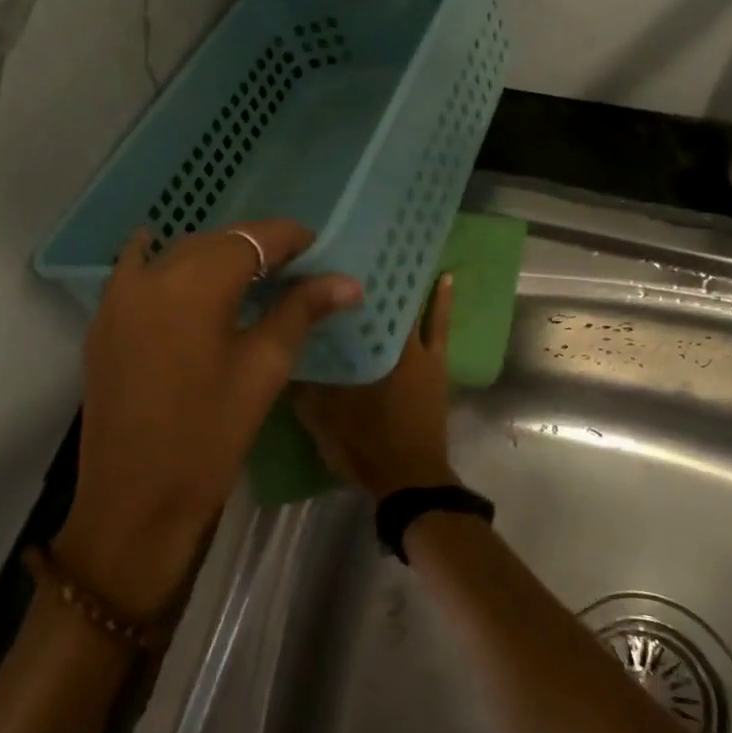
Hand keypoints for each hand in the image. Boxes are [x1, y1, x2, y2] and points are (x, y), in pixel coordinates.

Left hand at [56, 221, 360, 619]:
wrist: (134, 499)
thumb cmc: (209, 436)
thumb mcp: (262, 369)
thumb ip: (300, 312)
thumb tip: (347, 282)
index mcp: (195, 283)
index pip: (252, 238)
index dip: (288, 238)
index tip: (317, 249)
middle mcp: (153, 275)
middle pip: (213, 242)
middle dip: (254, 247)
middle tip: (291, 269)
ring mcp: (119, 296)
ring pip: (175, 254)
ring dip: (212, 256)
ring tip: (246, 277)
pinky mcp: (104, 321)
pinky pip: (135, 271)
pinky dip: (160, 260)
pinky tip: (172, 264)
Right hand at [295, 274, 457, 500]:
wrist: (409, 482)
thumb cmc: (364, 445)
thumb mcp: (320, 416)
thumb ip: (303, 382)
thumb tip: (286, 347)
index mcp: (370, 352)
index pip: (357, 303)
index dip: (347, 278)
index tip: (333, 253)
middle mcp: (397, 345)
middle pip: (386, 300)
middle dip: (374, 276)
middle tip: (359, 250)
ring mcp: (422, 355)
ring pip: (412, 307)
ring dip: (404, 283)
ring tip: (396, 252)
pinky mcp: (435, 367)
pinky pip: (438, 326)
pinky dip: (440, 302)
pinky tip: (444, 278)